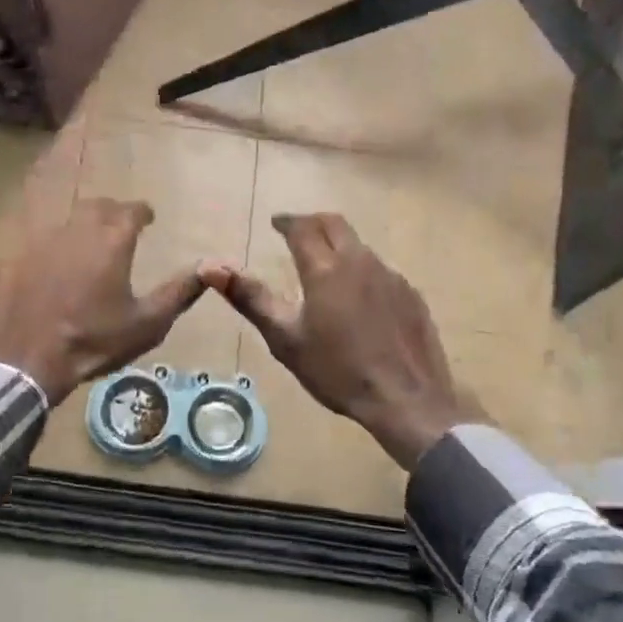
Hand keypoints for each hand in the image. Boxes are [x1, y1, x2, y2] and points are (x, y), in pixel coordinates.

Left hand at [0, 199, 205, 405]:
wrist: (26, 358)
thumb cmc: (93, 340)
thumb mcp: (147, 323)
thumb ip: (179, 292)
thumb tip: (210, 267)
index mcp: (112, 241)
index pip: (131, 210)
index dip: (142, 212)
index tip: (149, 218)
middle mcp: (78, 231)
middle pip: (98, 207)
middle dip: (113, 212)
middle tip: (122, 225)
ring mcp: (43, 242)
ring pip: (69, 220)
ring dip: (84, 225)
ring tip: (92, 243)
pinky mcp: (18, 258)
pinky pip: (43, 240)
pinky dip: (58, 245)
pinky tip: (59, 264)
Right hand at [203, 213, 480, 470]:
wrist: (406, 399)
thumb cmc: (337, 371)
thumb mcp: (285, 339)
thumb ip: (251, 299)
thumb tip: (211, 268)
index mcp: (325, 269)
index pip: (302, 228)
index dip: (286, 222)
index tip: (276, 223)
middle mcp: (359, 262)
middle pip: (335, 225)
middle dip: (313, 222)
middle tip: (297, 232)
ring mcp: (390, 277)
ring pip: (359, 247)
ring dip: (338, 246)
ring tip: (325, 265)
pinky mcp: (411, 295)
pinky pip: (381, 271)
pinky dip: (361, 271)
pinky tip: (358, 297)